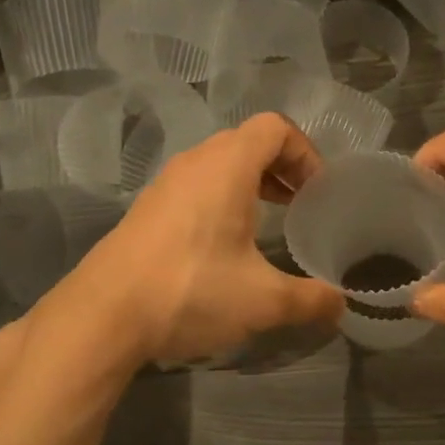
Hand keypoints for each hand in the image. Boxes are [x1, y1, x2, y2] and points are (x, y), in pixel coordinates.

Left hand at [61, 114, 343, 365]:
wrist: (101, 316)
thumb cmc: (191, 290)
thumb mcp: (263, 301)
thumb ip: (310, 299)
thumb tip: (342, 306)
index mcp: (228, 166)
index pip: (276, 128)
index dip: (305, 153)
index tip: (317, 192)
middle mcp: (195, 163)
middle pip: (248, 141)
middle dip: (281, 167)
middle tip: (299, 205)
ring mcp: (166, 184)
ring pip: (218, 163)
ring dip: (250, 183)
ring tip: (267, 223)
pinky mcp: (147, 209)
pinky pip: (195, 185)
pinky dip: (221, 199)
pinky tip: (223, 246)